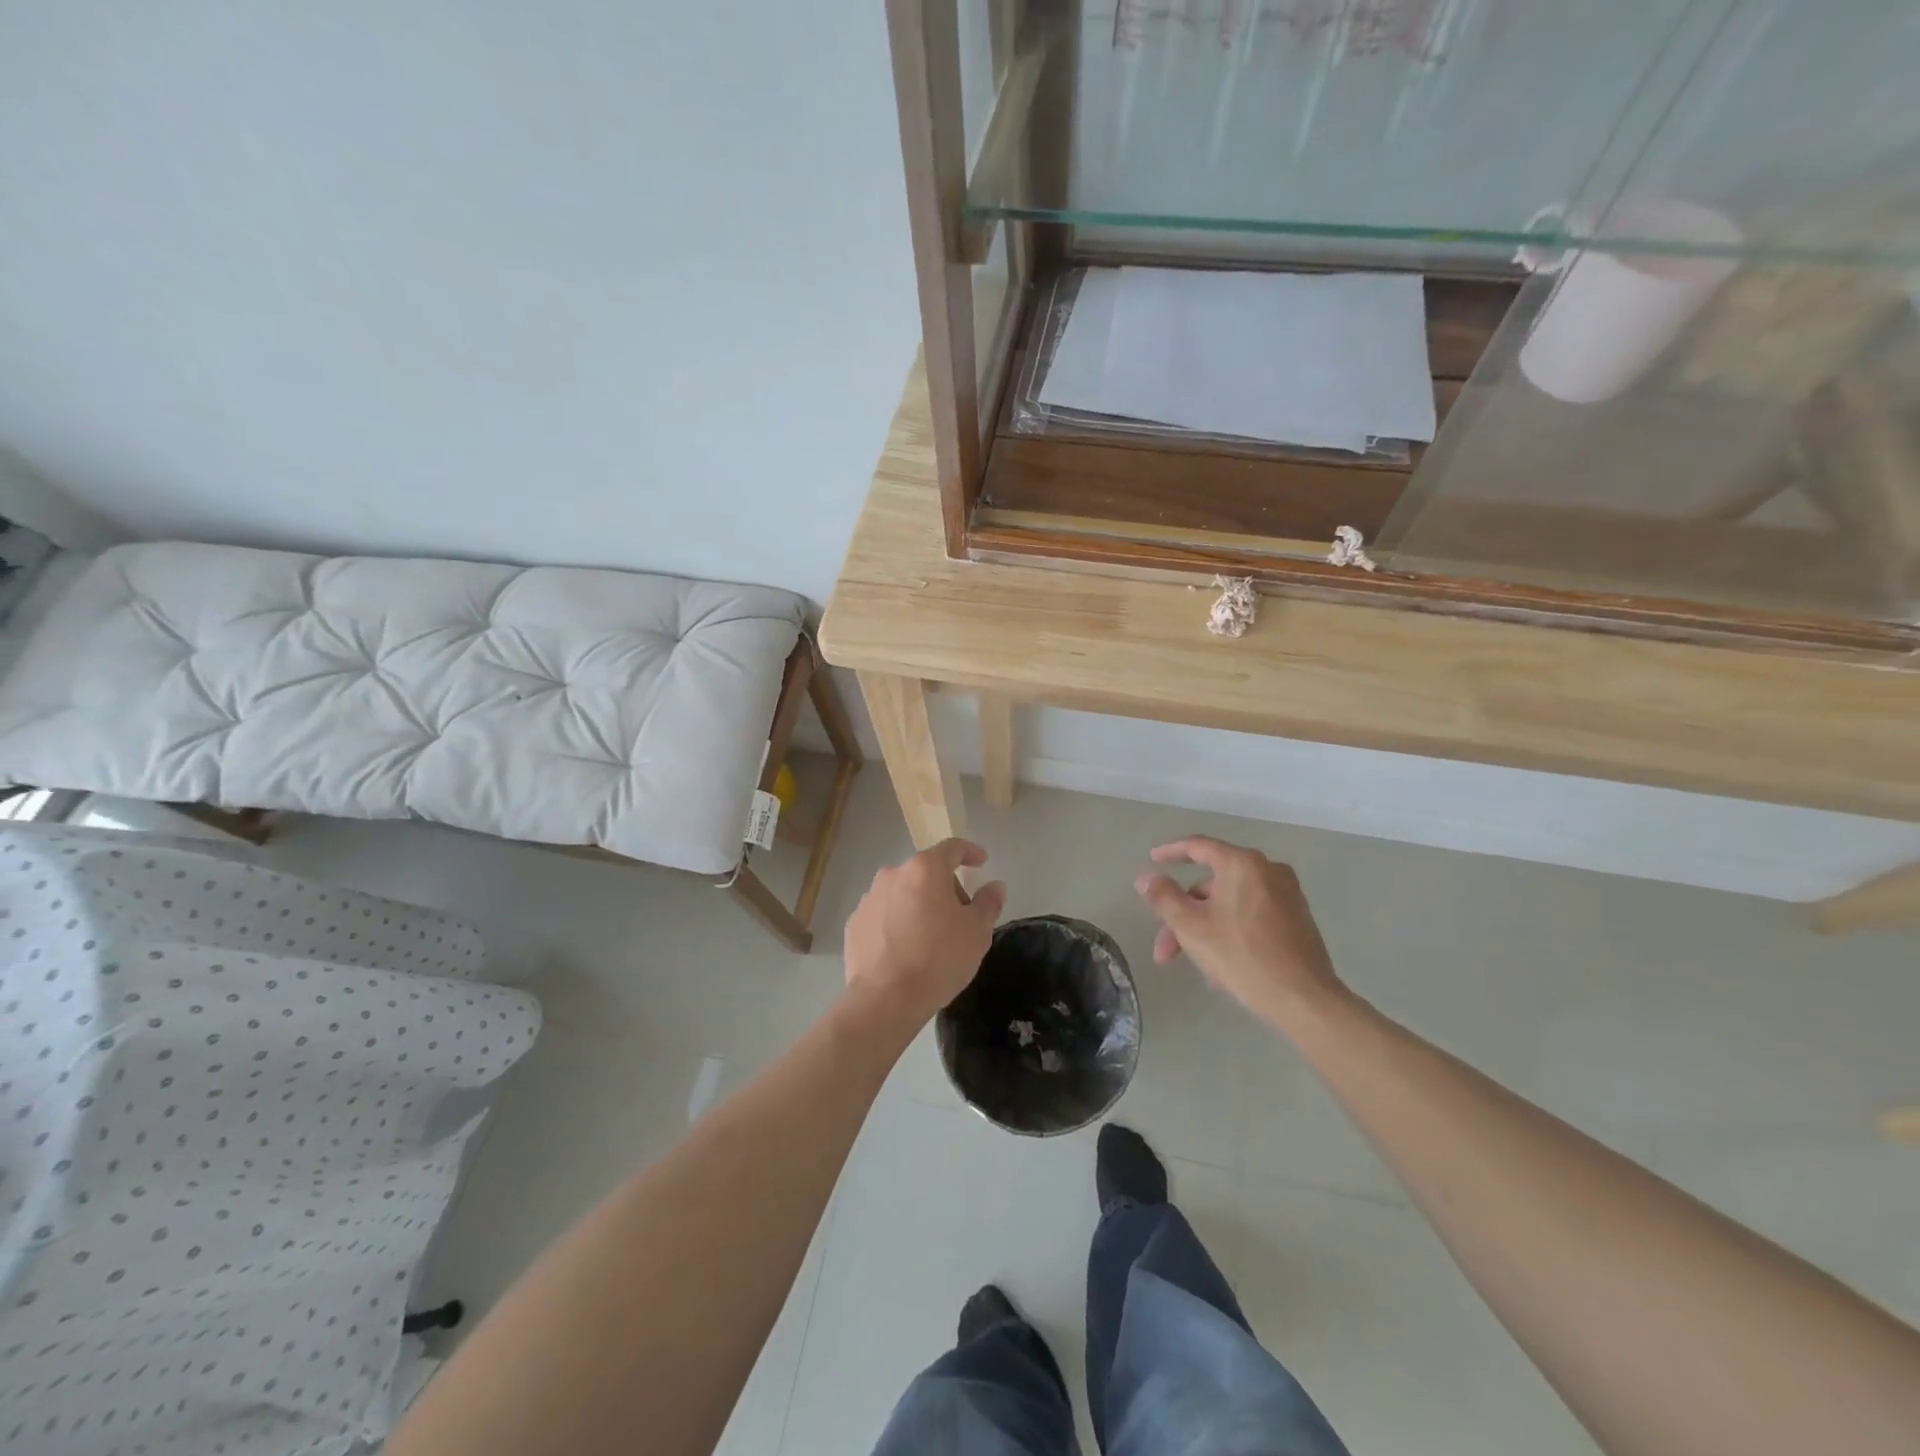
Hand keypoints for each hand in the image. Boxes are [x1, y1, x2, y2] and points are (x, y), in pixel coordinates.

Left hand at [843, 839, 1006, 1031]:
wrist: (885, 999)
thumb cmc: (939, 958)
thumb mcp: (977, 932)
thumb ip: (988, 903)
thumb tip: (994, 886)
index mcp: (925, 869)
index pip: (952, 848)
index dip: (969, 852)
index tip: (981, 862)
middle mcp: (893, 874)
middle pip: (926, 872)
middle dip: (945, 887)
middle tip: (960, 916)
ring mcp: (869, 898)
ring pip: (902, 893)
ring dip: (918, 905)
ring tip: (930, 937)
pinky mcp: (855, 924)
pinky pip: (884, 915)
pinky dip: (897, 923)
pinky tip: (905, 950)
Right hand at [1134, 835, 1346, 1028]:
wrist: (1304, 999)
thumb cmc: (1242, 955)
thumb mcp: (1191, 926)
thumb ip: (1163, 897)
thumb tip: (1145, 877)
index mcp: (1242, 864)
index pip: (1198, 846)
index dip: (1170, 852)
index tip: (1152, 858)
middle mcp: (1268, 870)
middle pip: (1212, 885)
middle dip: (1184, 915)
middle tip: (1166, 949)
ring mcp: (1287, 895)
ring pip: (1230, 904)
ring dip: (1204, 929)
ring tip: (1195, 967)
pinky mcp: (1297, 919)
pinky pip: (1251, 916)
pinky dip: (1229, 932)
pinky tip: (1221, 967)